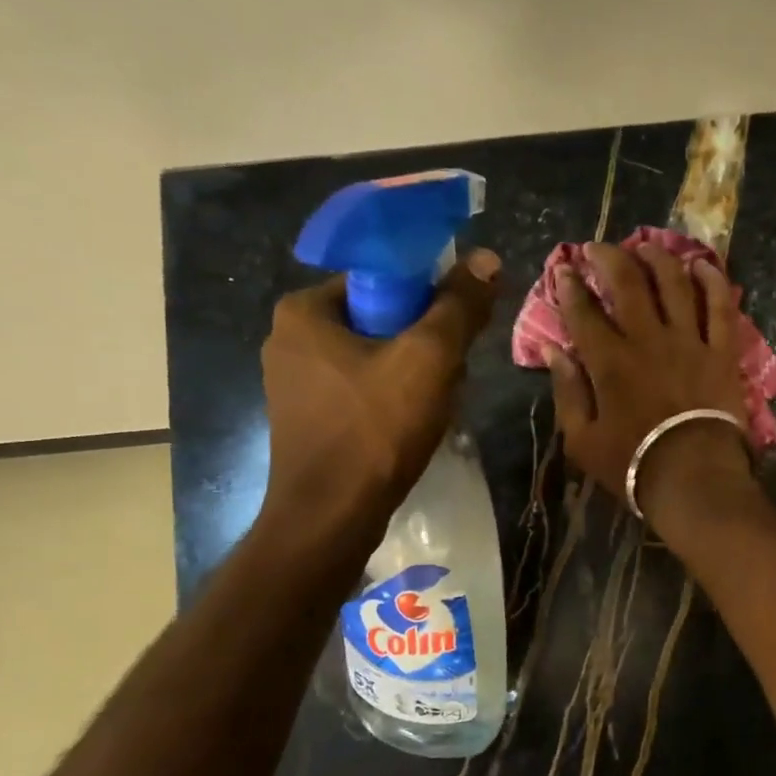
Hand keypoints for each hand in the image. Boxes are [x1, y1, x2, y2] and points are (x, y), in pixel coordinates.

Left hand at [259, 251, 498, 538]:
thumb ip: (458, 306)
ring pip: (374, 360)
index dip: (427, 298)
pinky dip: (391, 402)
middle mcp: (289, 339)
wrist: (332, 517)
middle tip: (451, 375)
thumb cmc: (376, 429)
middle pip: (380, 320)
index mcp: (303, 310)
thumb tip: (486, 258)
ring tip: (436, 406)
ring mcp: (294, 384)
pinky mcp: (307, 420)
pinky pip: (361, 392)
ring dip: (413, 376)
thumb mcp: (429, 359)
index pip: (380, 278)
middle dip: (423, 345)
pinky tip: (411, 427)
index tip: (454, 331)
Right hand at [544, 240, 755, 529]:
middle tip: (597, 247)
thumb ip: (567, 391)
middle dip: (608, 257)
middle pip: (627, 283)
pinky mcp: (721, 352)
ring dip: (658, 258)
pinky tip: (702, 265)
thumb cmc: (633, 464)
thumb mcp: (582, 439)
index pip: (583, 311)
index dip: (569, 286)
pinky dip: (712, 282)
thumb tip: (552, 349)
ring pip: (674, 284)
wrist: (694, 479)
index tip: (562, 269)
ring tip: (646, 245)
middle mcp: (647, 338)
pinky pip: (720, 307)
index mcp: (609, 361)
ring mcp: (689, 341)